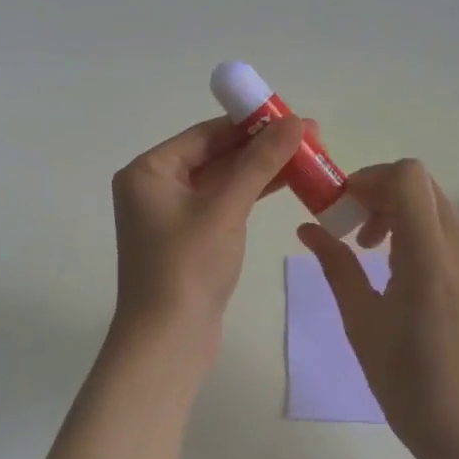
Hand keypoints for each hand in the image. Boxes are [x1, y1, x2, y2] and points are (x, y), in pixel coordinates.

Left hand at [111, 114, 308, 346]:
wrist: (167, 342)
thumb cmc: (188, 267)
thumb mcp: (227, 208)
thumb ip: (260, 162)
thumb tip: (296, 121)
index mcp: (149, 170)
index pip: (205, 134)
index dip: (250, 123)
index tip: (292, 116)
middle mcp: (154, 186)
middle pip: (214, 154)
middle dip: (261, 146)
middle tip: (309, 136)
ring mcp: (170, 213)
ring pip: (221, 179)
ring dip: (260, 169)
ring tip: (308, 156)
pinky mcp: (187, 237)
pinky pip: (222, 203)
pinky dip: (250, 193)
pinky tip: (285, 182)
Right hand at [296, 159, 458, 458]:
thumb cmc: (406, 382)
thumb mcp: (360, 321)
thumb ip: (336, 265)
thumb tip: (307, 228)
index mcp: (428, 259)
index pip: (408, 177)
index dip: (371, 178)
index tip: (345, 207)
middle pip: (422, 185)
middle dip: (381, 194)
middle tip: (353, 231)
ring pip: (437, 206)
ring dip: (401, 213)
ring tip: (374, 254)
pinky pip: (451, 232)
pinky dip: (421, 232)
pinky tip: (404, 275)